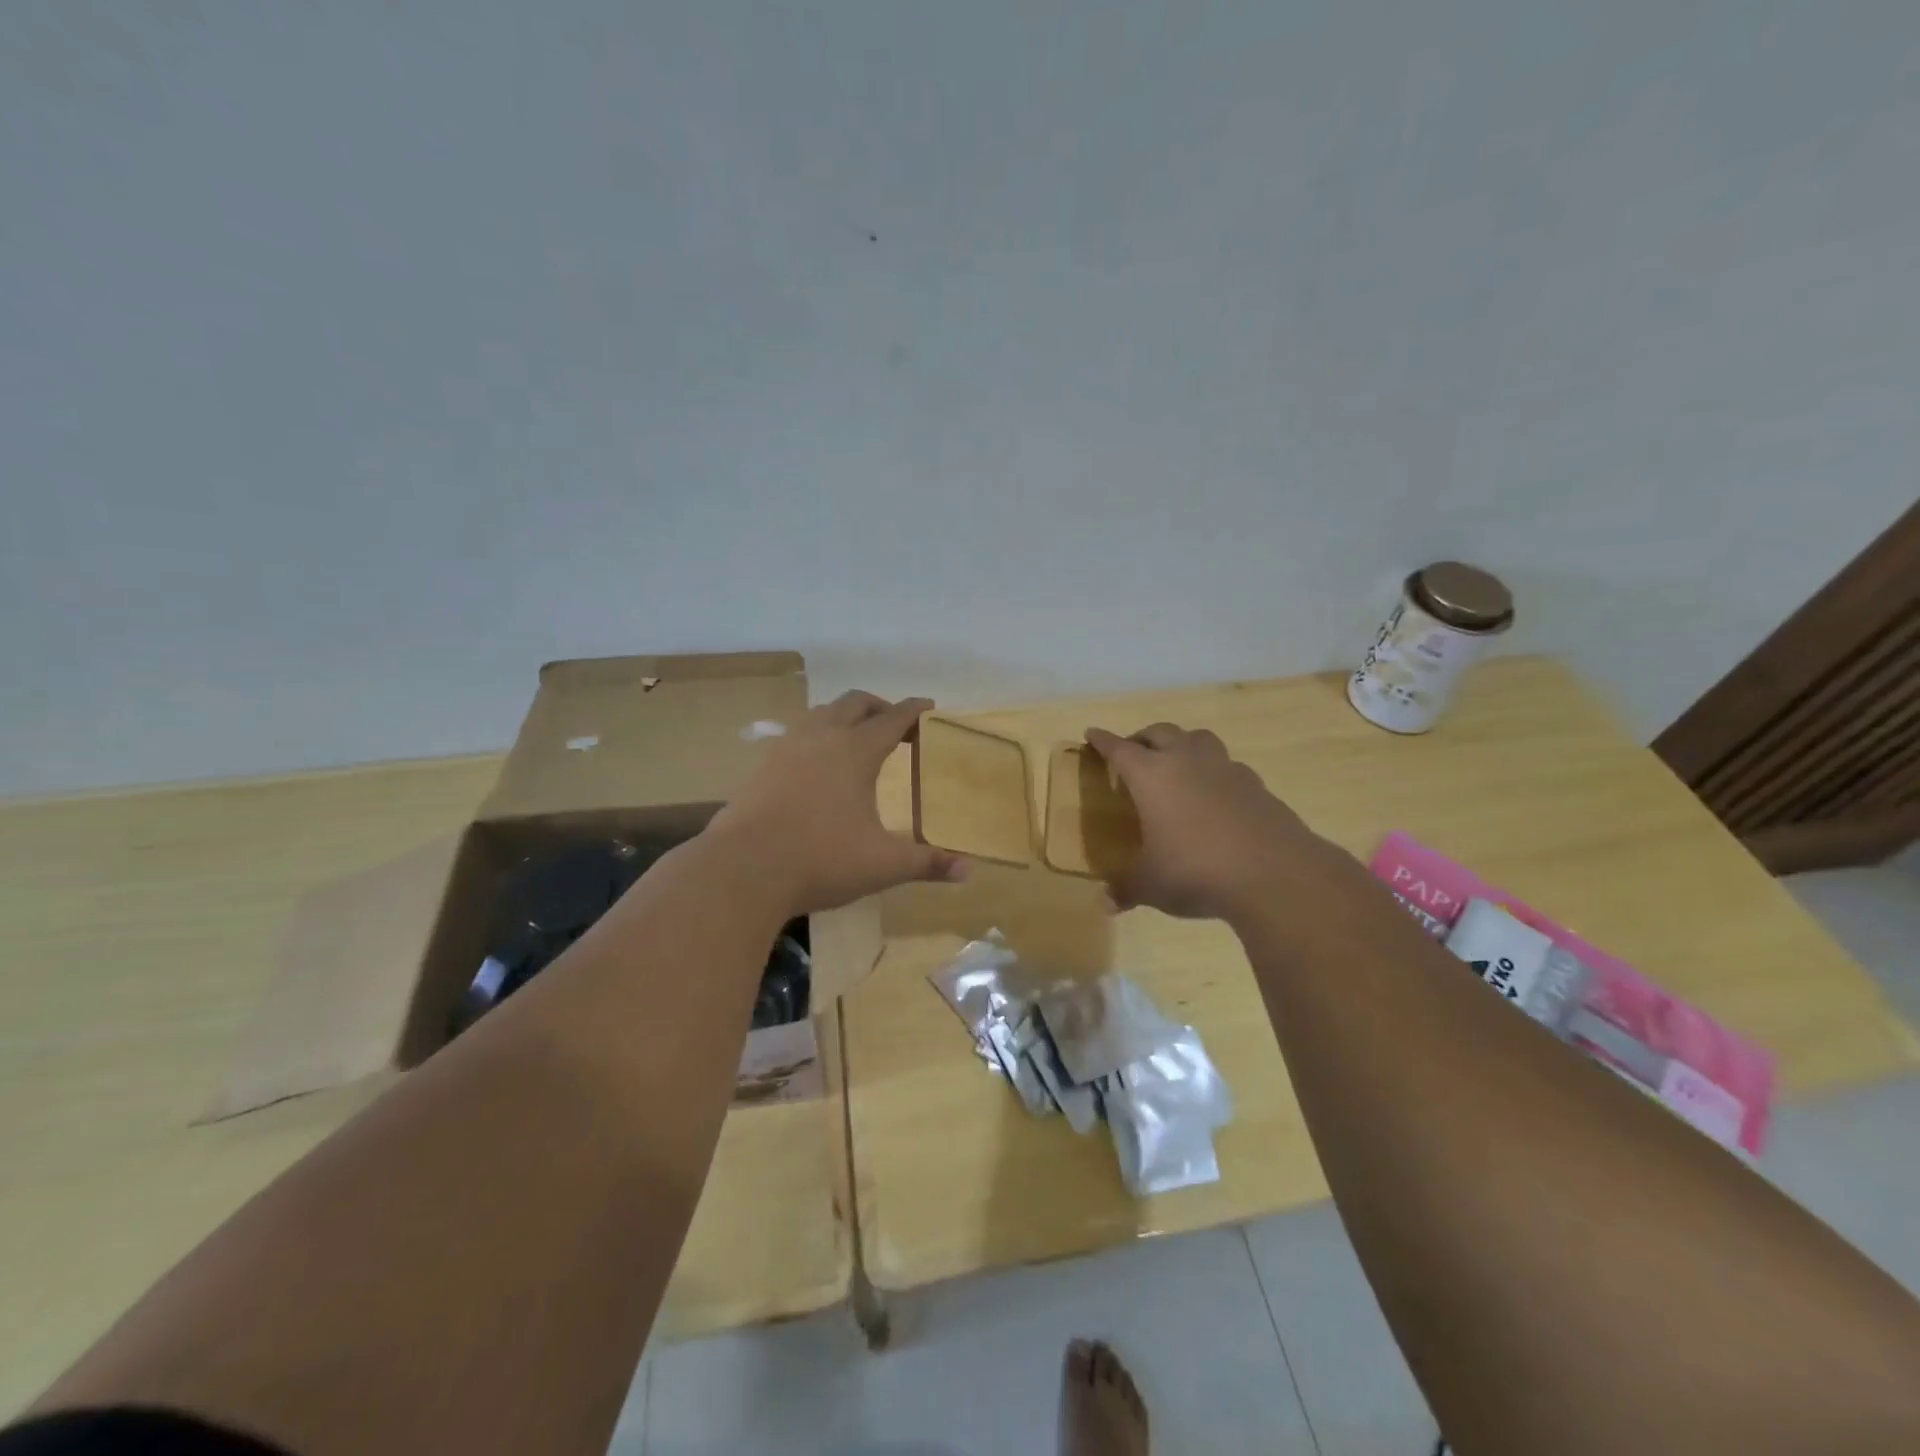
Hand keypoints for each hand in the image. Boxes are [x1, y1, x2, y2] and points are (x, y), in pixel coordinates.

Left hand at [708, 691, 967, 913]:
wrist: (742, 869)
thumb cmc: (820, 860)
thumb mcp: (881, 865)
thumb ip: (927, 863)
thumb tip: (969, 870)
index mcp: (856, 751)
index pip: (894, 718)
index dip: (915, 711)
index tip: (930, 707)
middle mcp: (822, 737)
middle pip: (855, 703)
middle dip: (880, 707)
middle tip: (896, 725)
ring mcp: (787, 748)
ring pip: (822, 713)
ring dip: (845, 717)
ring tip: (857, 740)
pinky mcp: (762, 766)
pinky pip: (797, 735)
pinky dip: (817, 736)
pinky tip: (816, 766)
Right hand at [1084, 722, 1330, 921]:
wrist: (1273, 873)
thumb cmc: (1195, 870)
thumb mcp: (1151, 885)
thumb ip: (1126, 889)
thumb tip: (1104, 904)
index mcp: (1151, 776)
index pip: (1119, 749)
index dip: (1103, 741)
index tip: (1092, 733)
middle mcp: (1186, 761)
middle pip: (1160, 732)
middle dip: (1142, 737)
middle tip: (1133, 750)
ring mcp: (1225, 769)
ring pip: (1198, 738)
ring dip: (1183, 743)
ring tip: (1177, 762)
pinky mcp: (1256, 785)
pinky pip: (1228, 766)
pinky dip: (1215, 772)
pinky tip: (1216, 794)